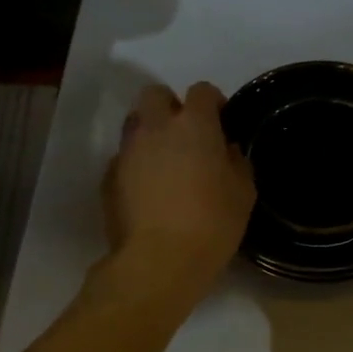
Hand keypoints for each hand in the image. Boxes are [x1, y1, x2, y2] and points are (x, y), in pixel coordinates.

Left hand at [104, 82, 255, 295]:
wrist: (158, 261)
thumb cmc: (212, 223)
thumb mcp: (243, 192)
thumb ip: (236, 161)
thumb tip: (226, 150)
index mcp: (194, 124)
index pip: (201, 90)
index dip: (212, 102)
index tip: (221, 121)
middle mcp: (156, 127)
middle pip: (155, 94)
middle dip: (170, 106)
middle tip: (186, 134)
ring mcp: (127, 151)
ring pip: (135, 124)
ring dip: (150, 133)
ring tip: (165, 162)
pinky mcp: (108, 177)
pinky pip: (123, 158)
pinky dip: (136, 166)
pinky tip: (147, 191)